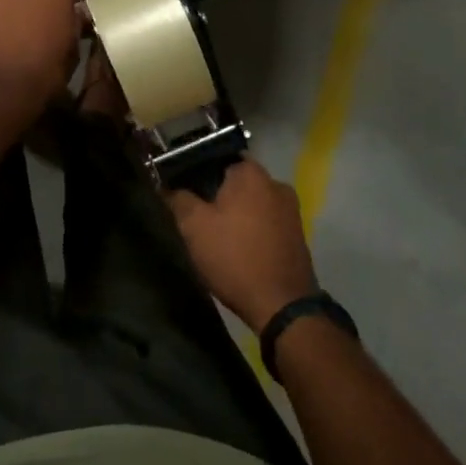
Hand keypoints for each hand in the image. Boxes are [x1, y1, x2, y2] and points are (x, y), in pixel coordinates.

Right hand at [165, 159, 317, 334]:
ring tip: (216, 235)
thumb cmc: (234, 257)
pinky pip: (266, 221)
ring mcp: (290, 210)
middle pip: (236, 181)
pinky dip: (252, 229)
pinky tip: (238, 248)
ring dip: (236, 214)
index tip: (182, 190)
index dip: (196, 172)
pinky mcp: (297, 234)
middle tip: (196, 215)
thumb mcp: (194, 227)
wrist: (282, 306)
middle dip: (216, 194)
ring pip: (252, 202)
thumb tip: (168, 185)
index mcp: (251, 172)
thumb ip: (178, 199)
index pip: (217, 157)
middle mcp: (275, 182)